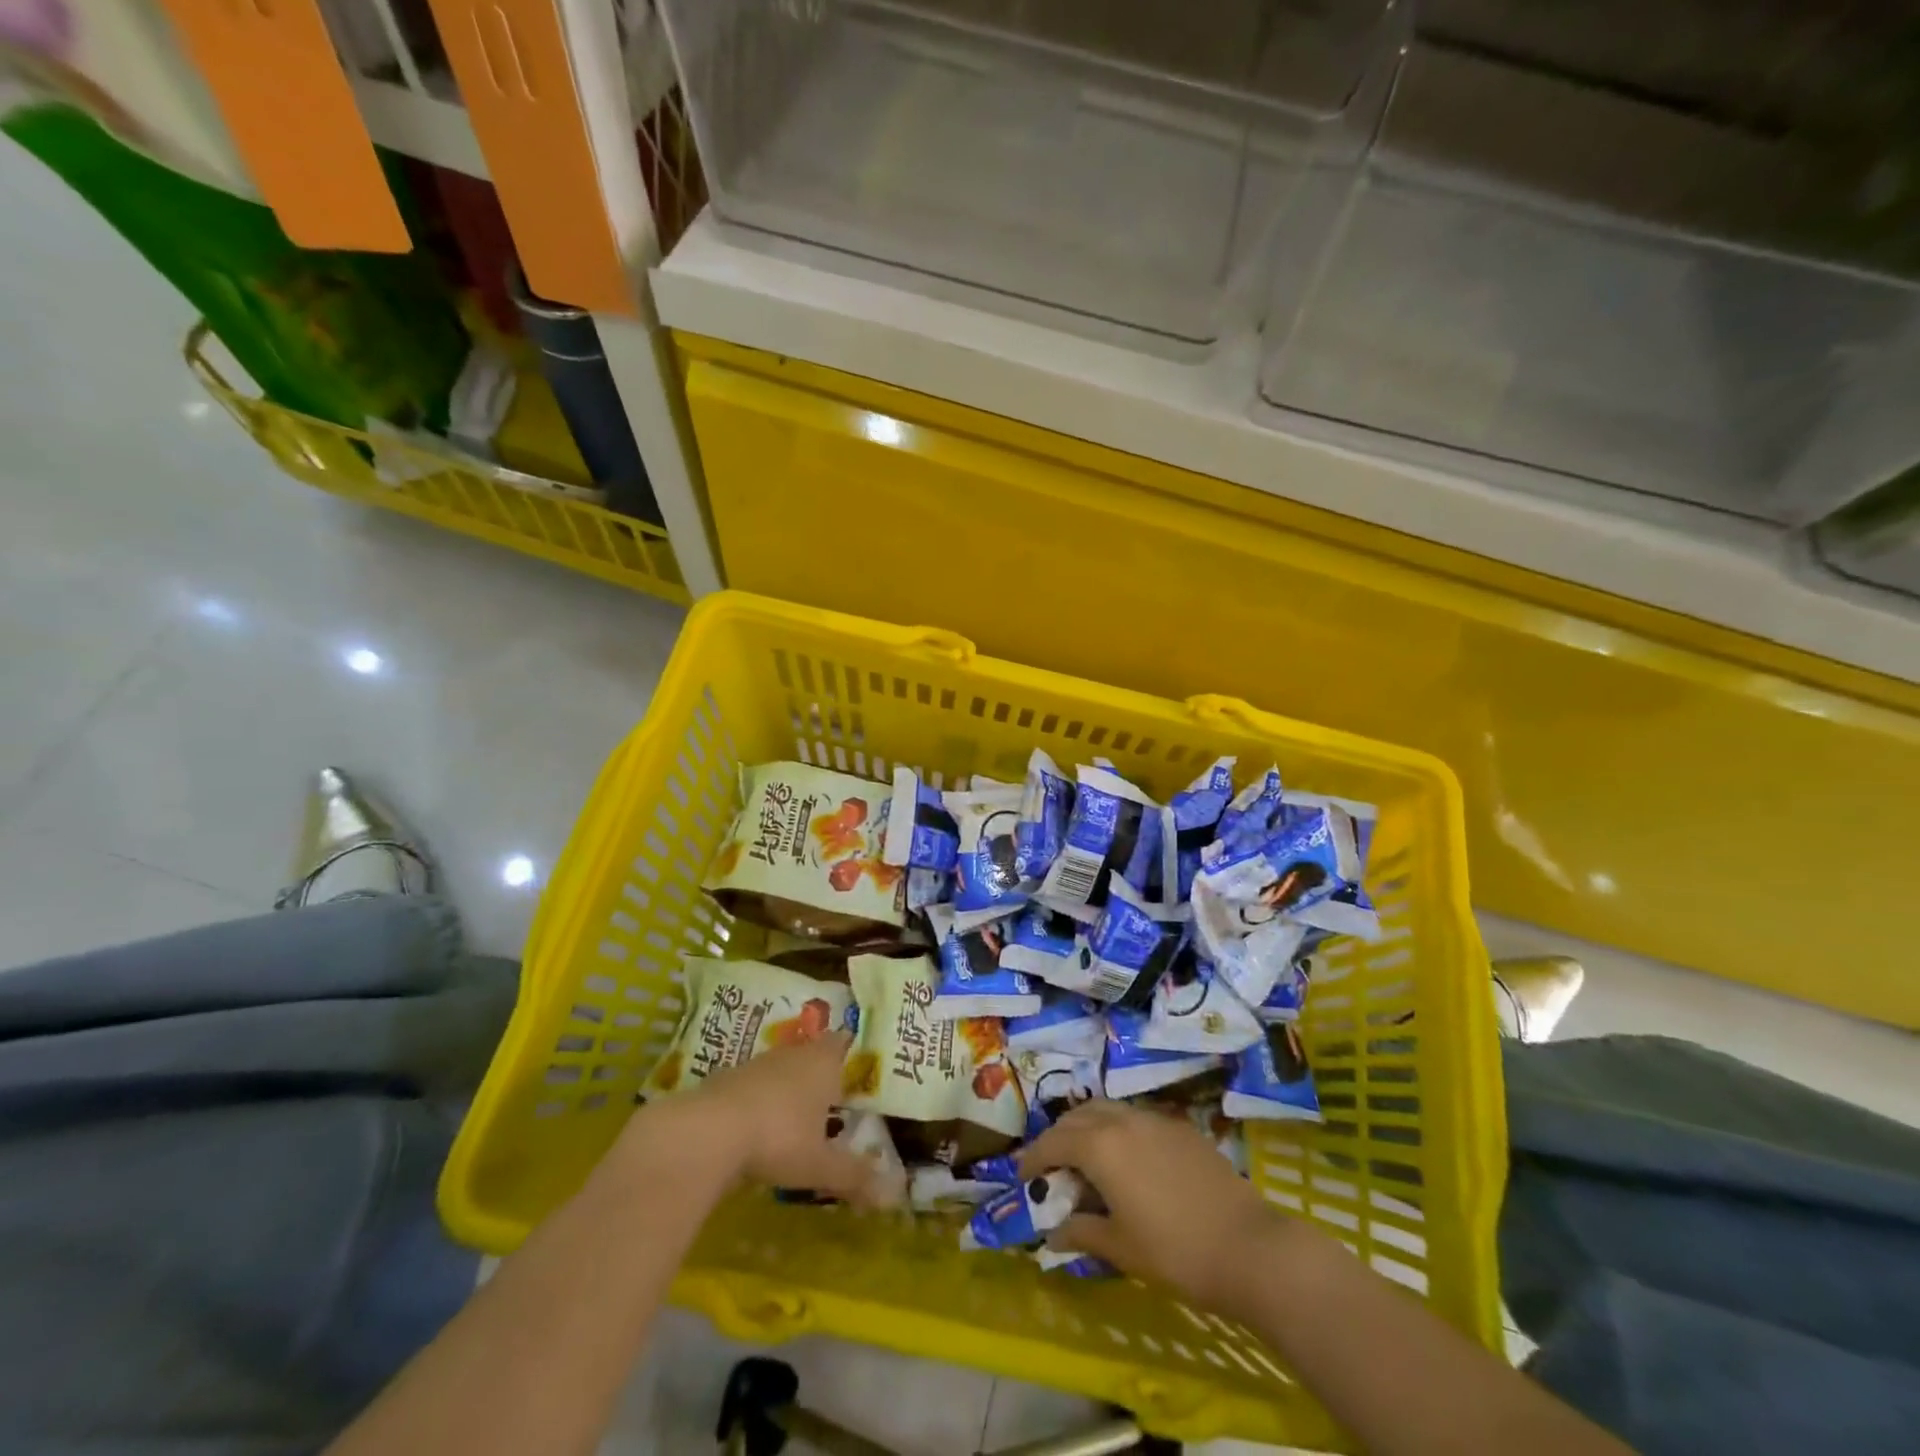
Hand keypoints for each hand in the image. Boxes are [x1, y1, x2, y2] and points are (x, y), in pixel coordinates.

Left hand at [633, 1031, 898, 1207]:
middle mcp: (793, 1054)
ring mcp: (757, 1064)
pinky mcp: (726, 1080)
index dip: (850, 1052)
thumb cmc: (779, 1138)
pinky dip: (759, 1101)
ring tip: (795, 1117)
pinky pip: (753, 1086)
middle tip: (831, 1098)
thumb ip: (854, 1176)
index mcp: (823, 1063)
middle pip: (812, 1054)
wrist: (708, 1131)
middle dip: (820, 1074)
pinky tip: (757, 1128)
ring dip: (787, 1088)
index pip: (843, 1044)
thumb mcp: (820, 1165)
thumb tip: (894, 1195)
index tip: (856, 1067)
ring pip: (781, 1069)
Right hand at [1020, 1099, 1292, 1312]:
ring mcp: (1154, 1119)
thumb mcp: (1119, 1247)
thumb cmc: (1175, 1251)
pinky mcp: (1180, 1127)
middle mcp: (1122, 1120)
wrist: (1248, 1247)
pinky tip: (1127, 1161)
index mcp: (1099, 1145)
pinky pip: (1135, 1118)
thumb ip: (1081, 1231)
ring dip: (1087, 1128)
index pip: (1052, 1142)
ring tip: (1086, 1159)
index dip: (1033, 1159)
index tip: (1022, 1177)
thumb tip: (1052, 1233)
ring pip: (1107, 1110)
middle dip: (1058, 1138)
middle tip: (1052, 1167)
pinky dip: (1117, 1130)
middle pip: (1077, 1117)